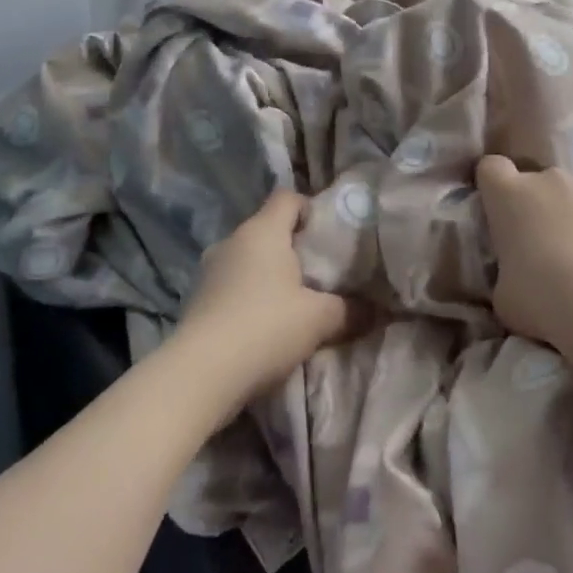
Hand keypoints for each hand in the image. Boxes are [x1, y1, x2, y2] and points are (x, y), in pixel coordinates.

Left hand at [173, 188, 362, 405]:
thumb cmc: (265, 327)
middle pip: (267, 229)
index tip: (327, 235)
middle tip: (317, 273)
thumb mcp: (318, 319)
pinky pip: (231, 285)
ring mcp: (209, 269)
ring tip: (291, 303)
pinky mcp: (196, 299)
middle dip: (292, 247)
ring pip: (247, 258)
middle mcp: (233, 240)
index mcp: (263, 230)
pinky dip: (247, 296)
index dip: (309, 209)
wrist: (200, 375)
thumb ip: (349, 310)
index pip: (288, 198)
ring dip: (267, 275)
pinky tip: (262, 325)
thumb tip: (375, 310)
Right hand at [474, 155, 572, 359]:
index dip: (497, 187)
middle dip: (549, 210)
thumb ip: (509, 270)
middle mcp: (554, 179)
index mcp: (512, 197)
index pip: (492, 169)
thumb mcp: (506, 296)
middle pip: (546, 185)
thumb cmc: (547, 304)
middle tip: (558, 253)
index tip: (504, 210)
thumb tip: (520, 271)